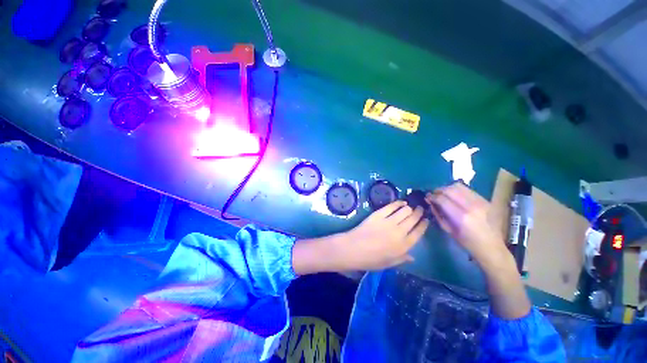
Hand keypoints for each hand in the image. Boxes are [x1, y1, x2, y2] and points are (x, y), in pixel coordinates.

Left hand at [336, 201, 429, 270]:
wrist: (354, 248)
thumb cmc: (371, 259)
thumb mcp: (388, 263)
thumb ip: (402, 258)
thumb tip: (412, 257)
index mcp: (404, 246)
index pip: (419, 232)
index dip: (423, 224)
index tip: (426, 219)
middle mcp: (400, 232)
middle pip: (413, 219)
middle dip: (419, 213)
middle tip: (420, 209)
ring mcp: (389, 221)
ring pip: (405, 211)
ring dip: (410, 208)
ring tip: (411, 206)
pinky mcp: (379, 214)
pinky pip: (391, 206)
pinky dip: (398, 203)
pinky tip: (401, 202)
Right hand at [425, 183, 506, 267]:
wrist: (492, 246)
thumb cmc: (467, 242)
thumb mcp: (448, 230)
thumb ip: (438, 214)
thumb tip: (430, 201)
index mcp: (461, 217)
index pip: (442, 199)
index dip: (432, 197)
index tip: (427, 197)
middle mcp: (472, 206)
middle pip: (450, 190)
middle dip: (439, 191)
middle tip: (434, 195)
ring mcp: (480, 202)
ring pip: (459, 186)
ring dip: (448, 189)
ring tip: (444, 194)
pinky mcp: (485, 200)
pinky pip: (467, 189)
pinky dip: (457, 190)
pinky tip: (455, 196)